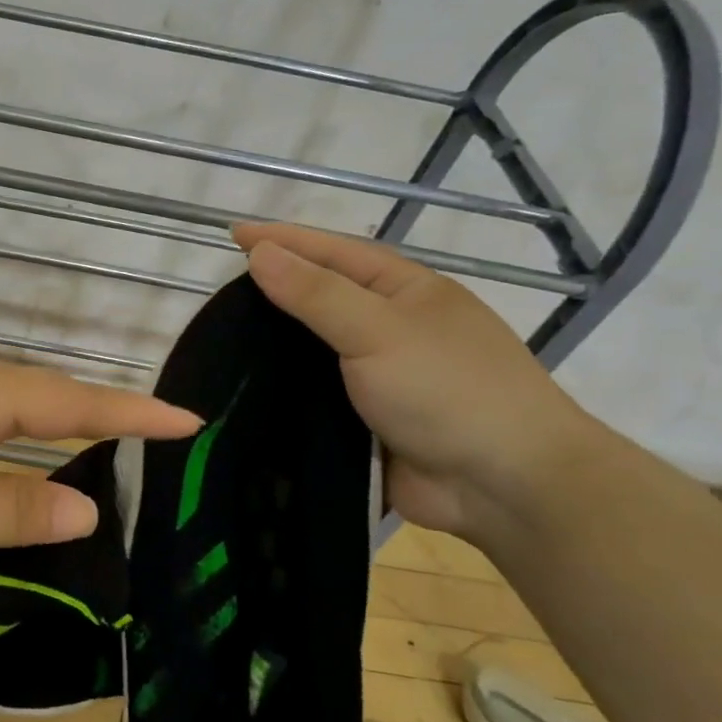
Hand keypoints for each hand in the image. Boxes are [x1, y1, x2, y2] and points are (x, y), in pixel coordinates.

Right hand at [234, 223, 601, 535]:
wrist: (503, 487)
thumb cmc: (448, 391)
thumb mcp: (379, 330)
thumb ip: (316, 293)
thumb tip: (261, 253)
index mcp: (405, 291)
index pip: (333, 253)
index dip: (284, 240)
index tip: (234, 235)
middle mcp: (392, 327)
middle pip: (322, 299)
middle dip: (274, 291)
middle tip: (217, 293)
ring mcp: (380, 376)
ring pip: (314, 351)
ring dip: (274, 346)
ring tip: (220, 340)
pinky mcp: (366, 420)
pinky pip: (315, 396)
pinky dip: (284, 391)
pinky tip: (245, 390)